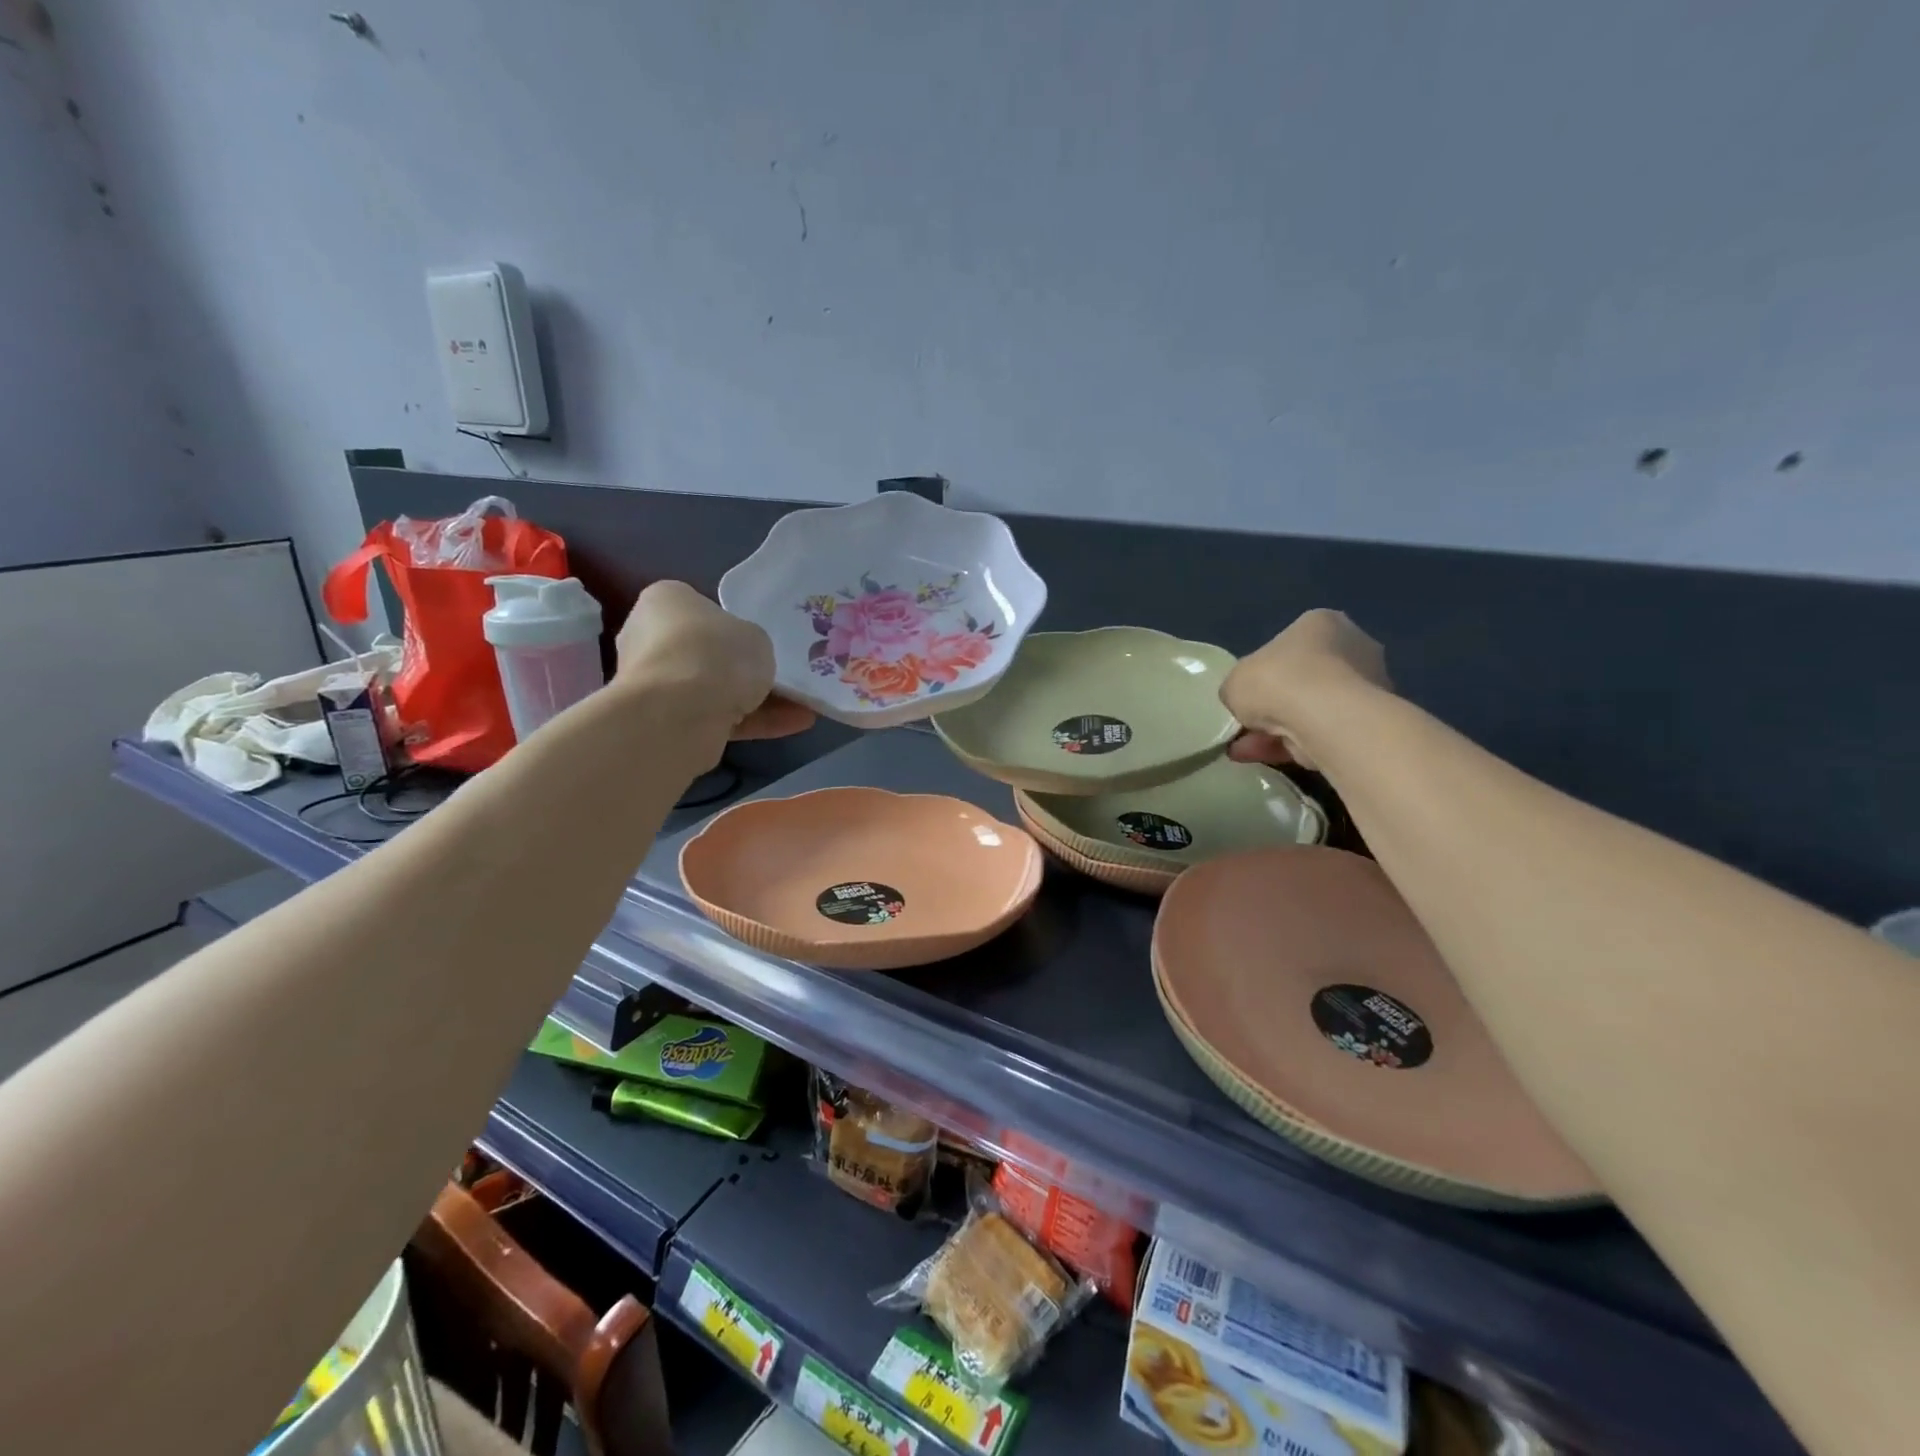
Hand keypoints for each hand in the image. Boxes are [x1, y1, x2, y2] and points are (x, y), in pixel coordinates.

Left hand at [614, 582, 815, 740]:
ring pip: (714, 691)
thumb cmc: (715, 653)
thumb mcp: (755, 635)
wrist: (679, 713)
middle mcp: (649, 640)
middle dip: (744, 670)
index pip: (700, 610)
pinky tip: (794, 725)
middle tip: (783, 678)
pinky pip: (716, 719)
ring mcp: (654, 685)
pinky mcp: (665, 723)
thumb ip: (751, 643)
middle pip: (706, 654)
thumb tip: (745, 656)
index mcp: (664, 602)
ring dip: (758, 701)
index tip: (759, 643)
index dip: (733, 626)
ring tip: (804, 708)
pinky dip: (753, 723)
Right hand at [1220, 610, 1388, 769]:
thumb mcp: (1234, 681)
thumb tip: (1245, 702)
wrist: (1325, 719)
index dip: (1262, 674)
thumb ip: (1238, 689)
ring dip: (1278, 730)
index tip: (1247, 696)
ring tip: (1248, 751)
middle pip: (1302, 680)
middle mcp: (1353, 646)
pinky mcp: (1370, 720)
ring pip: (1312, 710)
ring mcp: (1367, 685)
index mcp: (1321, 623)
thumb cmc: (1277, 681)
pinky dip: (1295, 745)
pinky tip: (1267, 758)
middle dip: (1274, 706)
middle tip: (1247, 727)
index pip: (1287, 647)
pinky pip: (1323, 731)